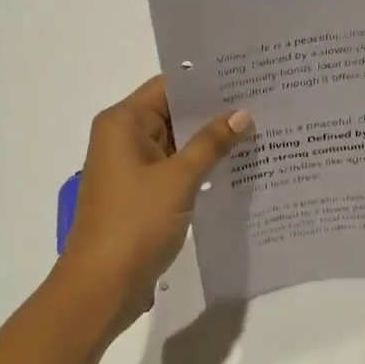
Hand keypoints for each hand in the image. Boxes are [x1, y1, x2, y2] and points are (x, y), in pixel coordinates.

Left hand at [57, 76, 252, 328]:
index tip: (247, 77)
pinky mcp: (142, 193)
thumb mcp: (178, 179)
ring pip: (177, 142)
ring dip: (210, 140)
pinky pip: (175, 168)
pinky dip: (201, 165)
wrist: (101, 287)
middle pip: (173, 112)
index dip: (206, 81)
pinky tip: (237, 166)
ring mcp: (132, 167)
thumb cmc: (135, 224)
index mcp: (123, 123)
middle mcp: (124, 137)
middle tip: (263, 102)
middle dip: (214, 111)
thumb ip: (211, 144)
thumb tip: (242, 113)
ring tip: (259, 130)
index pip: (169, 86)